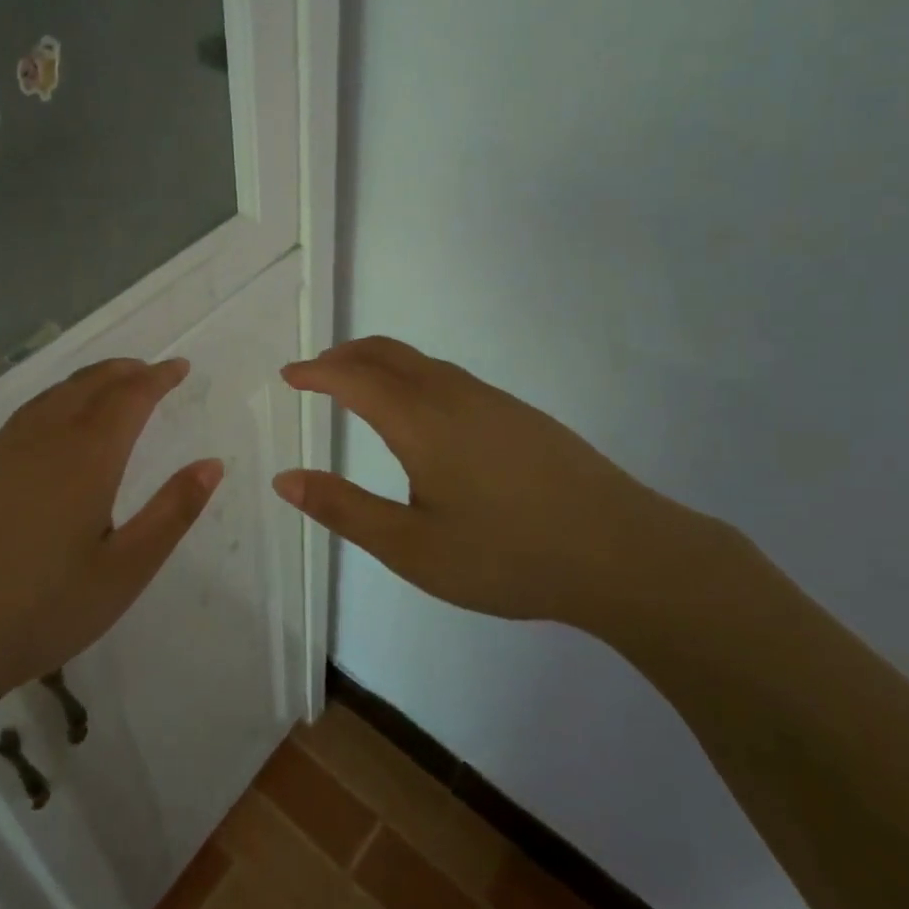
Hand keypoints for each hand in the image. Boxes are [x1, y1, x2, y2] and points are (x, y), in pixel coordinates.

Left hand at [0, 357, 222, 716]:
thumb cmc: (42, 610)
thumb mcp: (124, 571)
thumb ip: (172, 513)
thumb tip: (211, 464)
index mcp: (86, 458)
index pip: (130, 397)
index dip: (158, 378)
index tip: (179, 367)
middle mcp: (41, 440)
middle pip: (88, 385)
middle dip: (122, 371)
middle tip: (147, 369)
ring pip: (50, 398)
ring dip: (85, 383)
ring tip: (106, 386)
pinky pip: (20, 420)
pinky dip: (51, 406)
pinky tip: (50, 431)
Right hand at [275, 337, 721, 634]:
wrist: (623, 552)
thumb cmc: (506, 554)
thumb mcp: (411, 547)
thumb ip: (343, 509)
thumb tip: (285, 478)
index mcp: (419, 420)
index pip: (353, 378)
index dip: (316, 372)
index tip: (288, 376)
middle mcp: (453, 395)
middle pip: (387, 353)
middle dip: (344, 356)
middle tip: (316, 371)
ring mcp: (493, 401)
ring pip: (422, 362)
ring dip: (380, 362)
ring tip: (358, 385)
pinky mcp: (521, 415)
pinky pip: (450, 376)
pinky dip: (412, 375)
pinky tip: (421, 412)